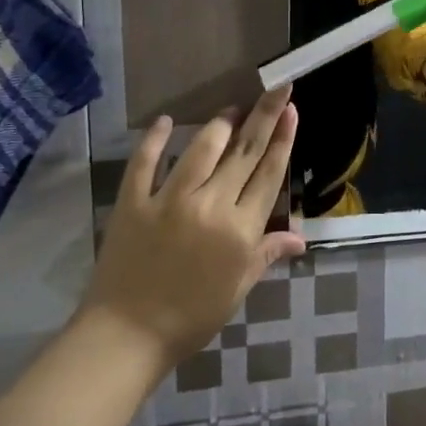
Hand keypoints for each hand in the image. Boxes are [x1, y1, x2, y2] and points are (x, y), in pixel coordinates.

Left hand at [82, 88, 304, 377]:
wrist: (126, 337)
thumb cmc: (191, 318)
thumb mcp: (237, 289)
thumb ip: (266, 254)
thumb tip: (300, 239)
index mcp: (241, 230)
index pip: (269, 174)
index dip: (283, 139)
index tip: (291, 110)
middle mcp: (211, 206)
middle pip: (244, 153)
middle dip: (263, 117)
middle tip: (276, 88)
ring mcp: (170, 200)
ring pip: (201, 149)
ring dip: (220, 125)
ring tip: (231, 109)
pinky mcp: (134, 202)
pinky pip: (145, 162)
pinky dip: (153, 139)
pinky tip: (163, 121)